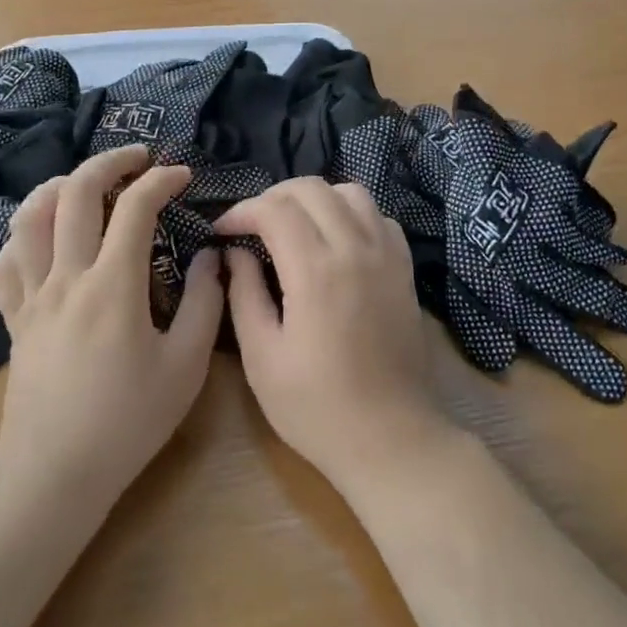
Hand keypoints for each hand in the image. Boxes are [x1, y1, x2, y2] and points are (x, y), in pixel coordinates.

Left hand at [0, 146, 223, 510]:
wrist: (56, 473)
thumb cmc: (128, 422)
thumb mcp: (185, 367)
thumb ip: (205, 304)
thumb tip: (212, 257)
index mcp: (113, 285)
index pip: (135, 207)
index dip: (161, 180)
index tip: (182, 176)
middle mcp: (66, 277)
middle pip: (75, 193)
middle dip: (109, 162)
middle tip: (137, 157)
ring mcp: (32, 295)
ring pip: (29, 217)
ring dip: (59, 186)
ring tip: (85, 182)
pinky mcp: (13, 318)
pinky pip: (6, 261)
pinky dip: (23, 234)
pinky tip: (42, 235)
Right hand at [217, 179, 451, 496]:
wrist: (391, 438)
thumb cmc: (316, 407)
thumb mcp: (262, 357)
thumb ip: (244, 294)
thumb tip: (233, 252)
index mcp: (315, 271)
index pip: (274, 209)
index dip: (241, 211)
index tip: (222, 231)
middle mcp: (355, 249)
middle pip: (311, 189)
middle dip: (273, 197)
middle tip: (251, 226)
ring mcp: (386, 255)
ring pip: (350, 192)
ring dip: (315, 198)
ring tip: (292, 224)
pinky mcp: (404, 269)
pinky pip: (379, 216)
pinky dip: (351, 213)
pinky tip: (335, 239)